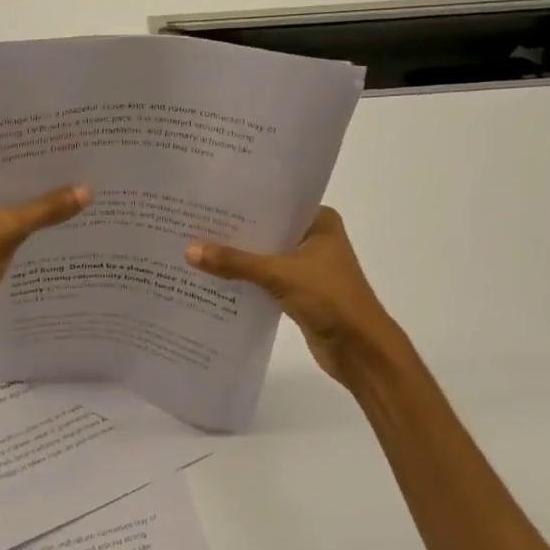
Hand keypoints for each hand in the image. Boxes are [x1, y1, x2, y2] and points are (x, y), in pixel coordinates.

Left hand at [0, 158, 89, 350]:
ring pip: (1, 200)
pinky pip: (2, 222)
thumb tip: (87, 190)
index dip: (18, 145)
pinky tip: (55, 216)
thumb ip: (44, 209)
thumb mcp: (6, 231)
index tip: (53, 137)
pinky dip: (24, 220)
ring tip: (70, 183)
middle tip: (70, 158)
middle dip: (29, 172)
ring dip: (29, 198)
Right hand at [186, 207, 405, 385]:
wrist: (360, 350)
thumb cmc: (330, 299)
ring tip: (194, 248)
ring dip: (236, 258)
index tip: (206, 198)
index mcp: (319, 222)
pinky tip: (212, 278)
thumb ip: (235, 262)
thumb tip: (189, 251)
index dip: (242, 202)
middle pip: (266, 230)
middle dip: (233, 232)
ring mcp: (306, 267)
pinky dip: (243, 279)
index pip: (275, 203)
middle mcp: (313, 239)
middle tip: (191, 223)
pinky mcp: (297, 292)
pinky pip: (263, 279)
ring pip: (263, 256)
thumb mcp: (279, 274)